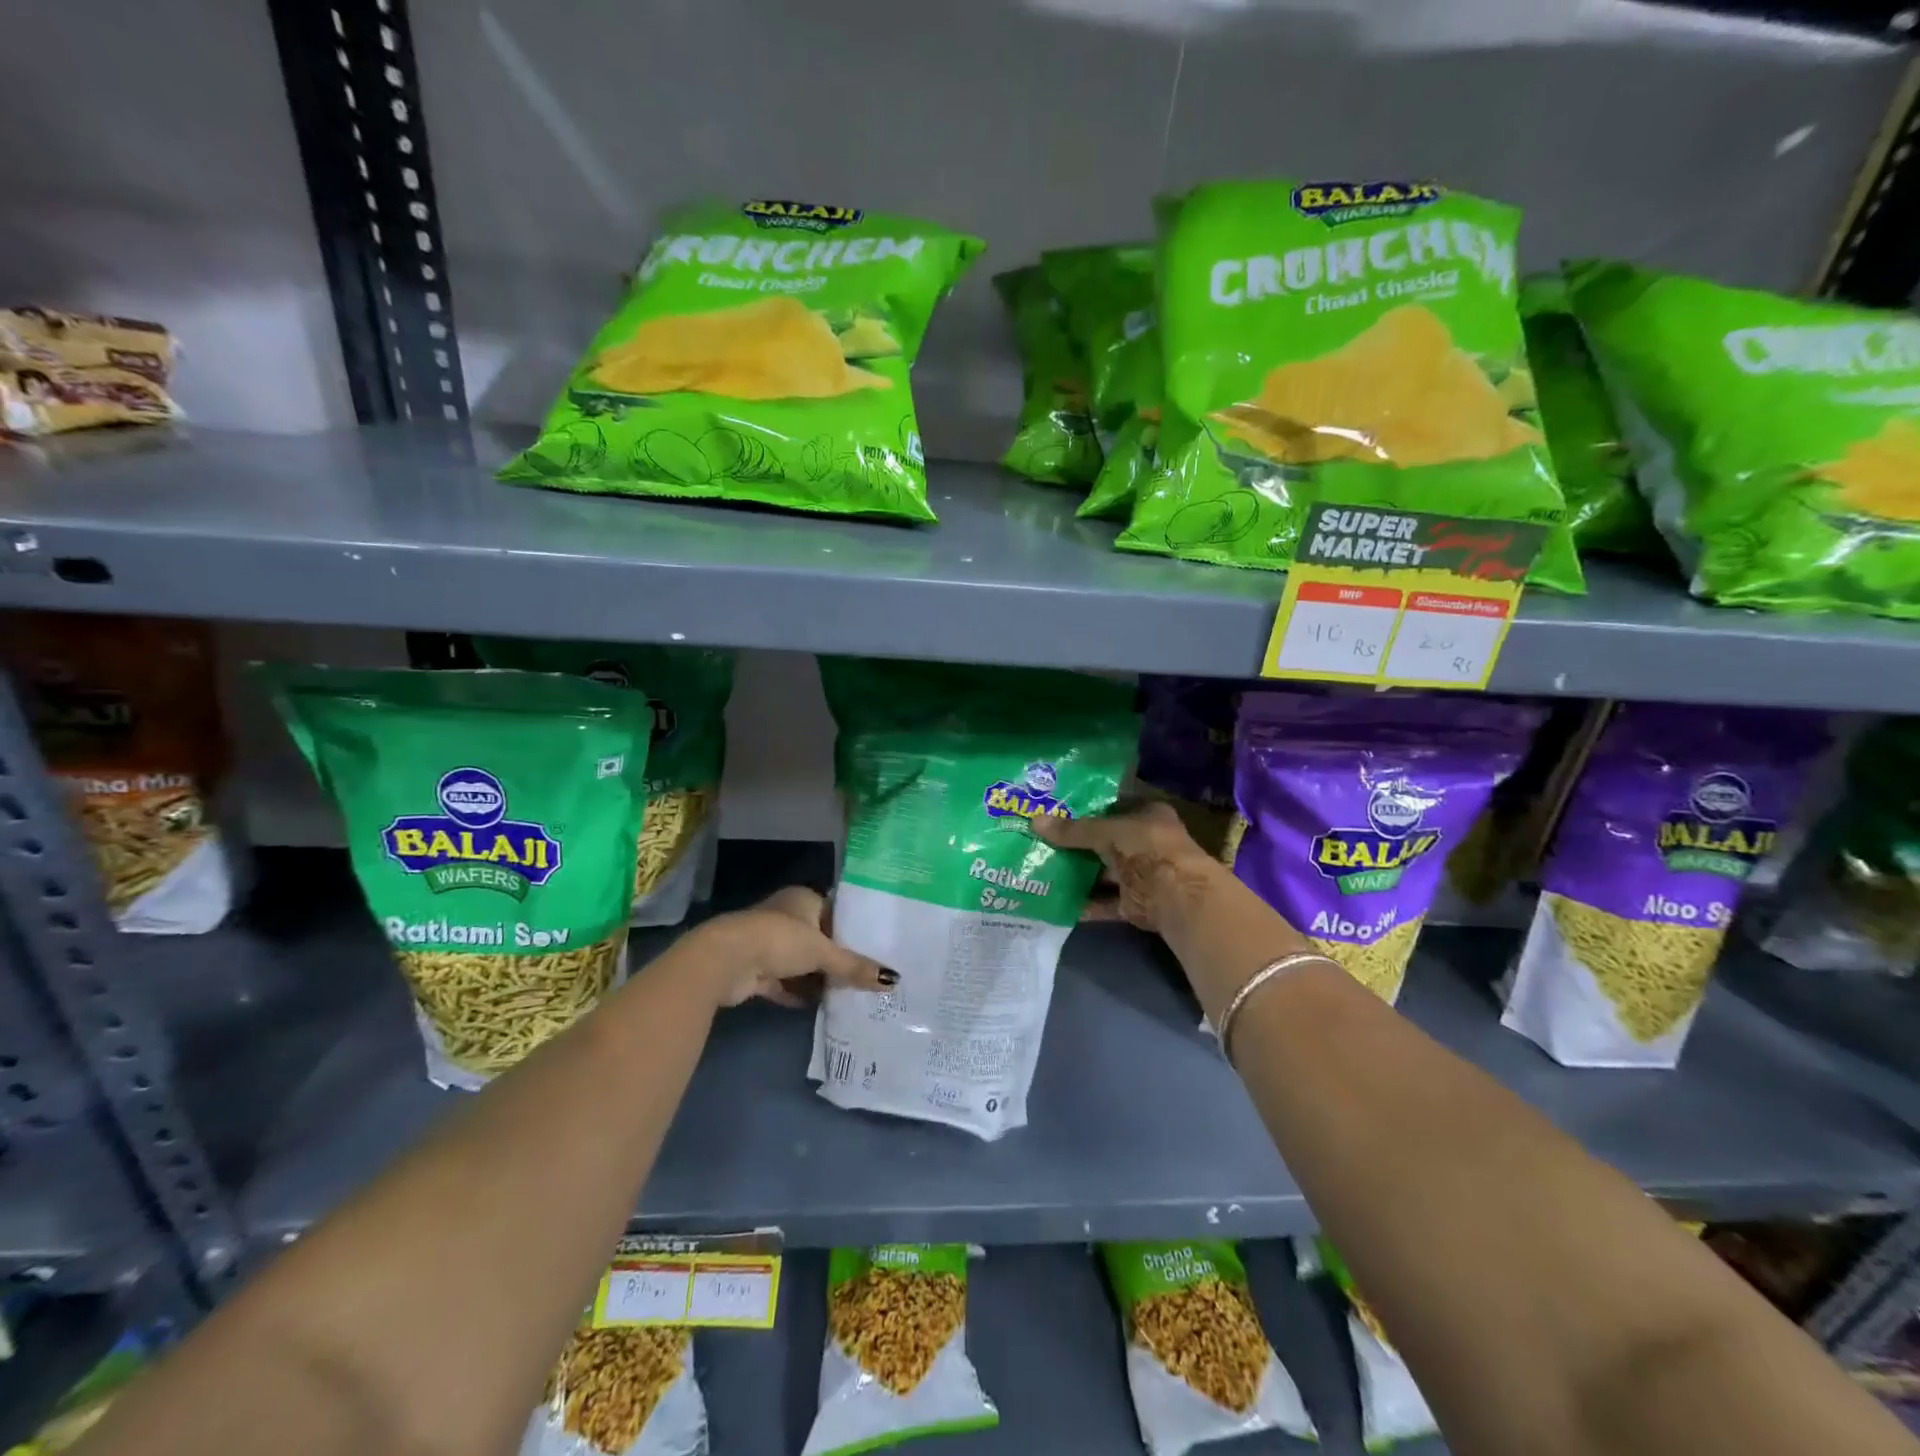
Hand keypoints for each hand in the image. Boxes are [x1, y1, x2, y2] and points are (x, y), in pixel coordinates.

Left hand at [688, 886, 893, 1008]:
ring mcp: (768, 944)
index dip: (852, 930)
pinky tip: (819, 1007)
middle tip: (866, 975)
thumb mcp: (823, 952)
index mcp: (802, 899)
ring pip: (800, 963)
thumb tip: (893, 980)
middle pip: (818, 939)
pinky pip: (784, 983)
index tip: (875, 948)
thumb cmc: (780, 940)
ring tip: (849, 994)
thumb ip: (855, 966)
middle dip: (836, 958)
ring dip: (817, 978)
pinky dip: (798, 994)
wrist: (727, 960)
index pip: (835, 912)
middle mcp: (785, 917)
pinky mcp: (755, 970)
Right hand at [1029, 801, 1223, 935]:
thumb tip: (1035, 821)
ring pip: (1105, 873)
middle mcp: (1147, 843)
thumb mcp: (1106, 832)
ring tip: (1043, 870)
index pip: (1114, 807)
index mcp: (1148, 815)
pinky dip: (1086, 903)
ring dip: (1080, 875)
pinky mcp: (1136, 903)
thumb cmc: (1146, 848)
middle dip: (1078, 845)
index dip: (1087, 809)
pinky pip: (1105, 902)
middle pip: (1107, 841)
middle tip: (1042, 841)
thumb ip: (1072, 830)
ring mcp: (1142, 875)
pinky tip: (1058, 902)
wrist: (1176, 895)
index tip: (1057, 813)